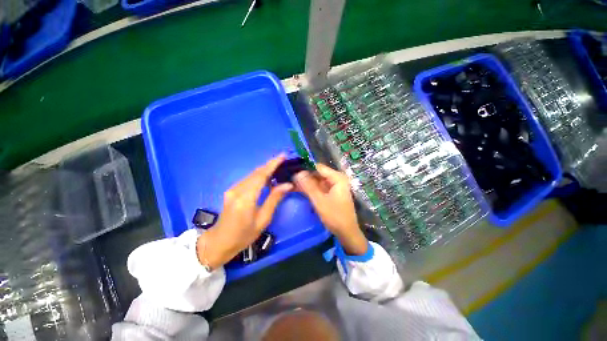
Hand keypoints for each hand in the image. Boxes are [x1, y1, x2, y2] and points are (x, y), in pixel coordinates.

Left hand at [197, 155, 291, 268]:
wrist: (219, 243)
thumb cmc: (243, 235)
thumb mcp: (263, 219)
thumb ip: (275, 199)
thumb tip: (287, 184)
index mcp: (246, 198)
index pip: (261, 175)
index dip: (272, 164)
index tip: (282, 156)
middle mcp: (237, 190)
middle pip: (256, 172)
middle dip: (270, 165)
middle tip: (284, 161)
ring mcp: (232, 189)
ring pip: (252, 175)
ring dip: (265, 170)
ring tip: (278, 169)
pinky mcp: (232, 191)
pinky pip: (248, 180)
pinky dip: (259, 177)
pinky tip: (267, 180)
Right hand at [295, 164, 367, 255]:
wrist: (347, 233)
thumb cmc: (335, 216)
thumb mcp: (319, 201)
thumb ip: (308, 186)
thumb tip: (297, 173)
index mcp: (337, 177)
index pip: (318, 167)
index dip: (305, 168)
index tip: (291, 170)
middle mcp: (336, 178)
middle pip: (317, 173)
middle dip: (304, 176)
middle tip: (289, 178)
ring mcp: (334, 185)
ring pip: (316, 180)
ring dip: (305, 183)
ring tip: (291, 183)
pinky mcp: (331, 192)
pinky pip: (318, 187)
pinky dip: (310, 188)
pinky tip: (298, 189)